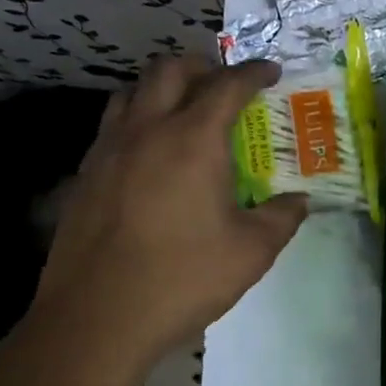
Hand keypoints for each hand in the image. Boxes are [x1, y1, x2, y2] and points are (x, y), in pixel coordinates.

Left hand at [29, 56, 308, 369]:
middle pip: (170, 70)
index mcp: (193, 140)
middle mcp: (147, 130)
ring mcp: (109, 150)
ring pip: (132, 90)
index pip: (227, 85)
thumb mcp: (251, 252)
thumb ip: (282, 218)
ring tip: (183, 108)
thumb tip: (300, 201)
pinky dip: (137, 118)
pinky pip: (113, 124)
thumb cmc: (182, 279)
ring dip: (162, 86)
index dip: (253, 72)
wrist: (96, 319)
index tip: (270, 72)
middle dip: (202, 65)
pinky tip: (149, 152)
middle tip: (224, 83)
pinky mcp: (85, 175)